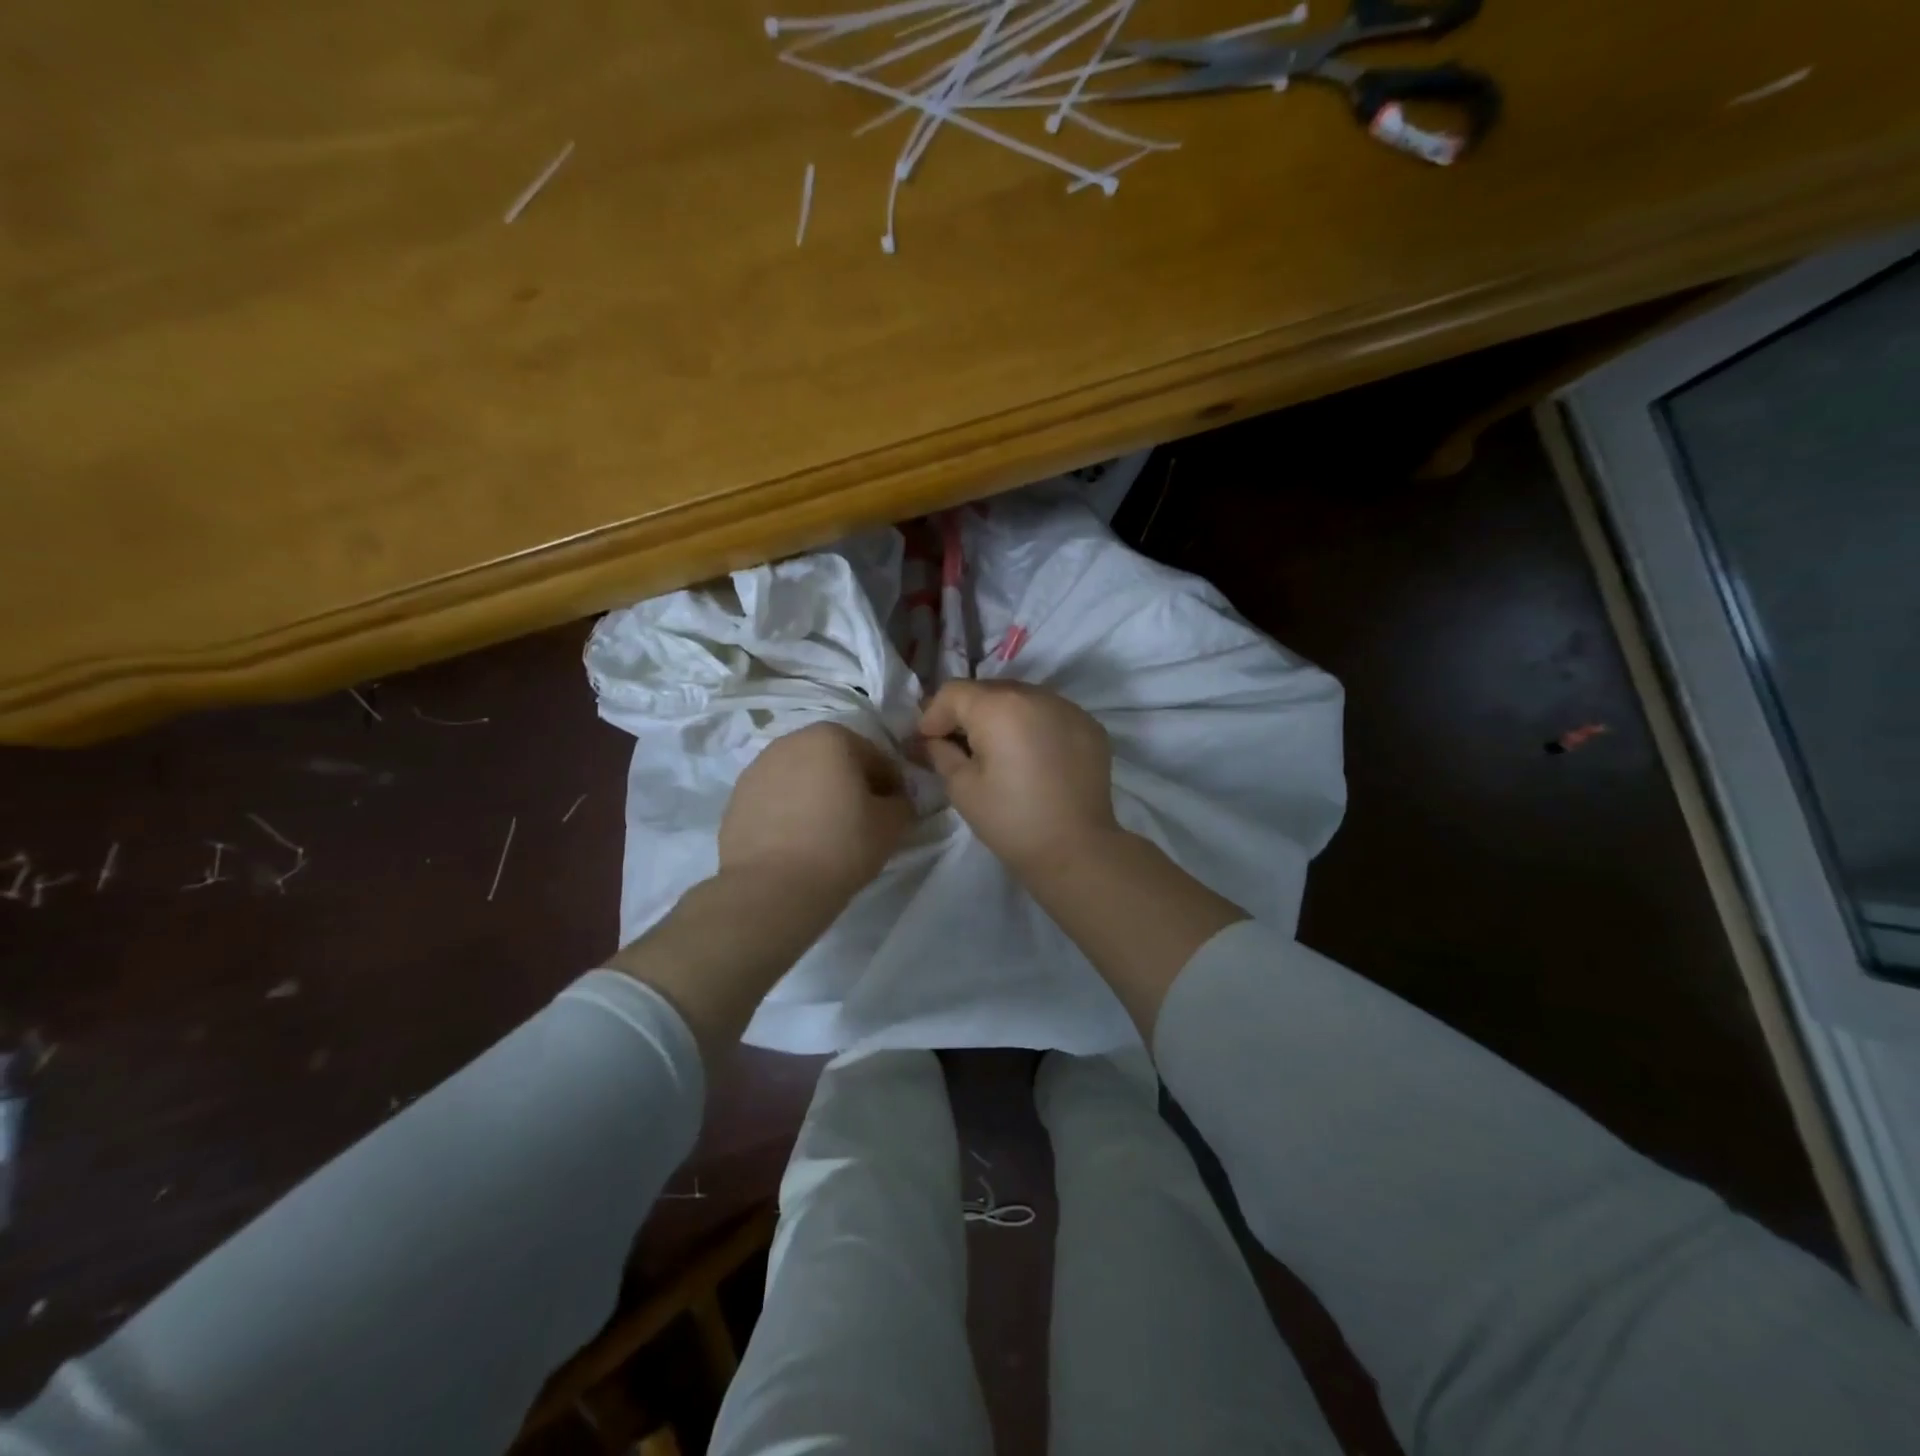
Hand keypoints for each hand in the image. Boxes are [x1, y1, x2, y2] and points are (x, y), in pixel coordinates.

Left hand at [719, 722, 913, 903]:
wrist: (770, 888)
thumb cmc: (840, 846)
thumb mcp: (892, 825)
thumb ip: (902, 804)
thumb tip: (894, 801)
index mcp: (832, 737)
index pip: (876, 757)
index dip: (891, 785)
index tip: (894, 813)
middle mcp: (791, 741)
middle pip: (835, 761)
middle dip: (851, 784)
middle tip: (863, 821)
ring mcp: (758, 767)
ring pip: (803, 778)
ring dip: (818, 796)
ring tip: (827, 833)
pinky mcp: (736, 797)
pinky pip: (777, 798)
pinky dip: (791, 811)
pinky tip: (798, 842)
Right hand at [917, 681, 1118, 875]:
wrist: (1076, 850)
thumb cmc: (1011, 820)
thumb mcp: (962, 788)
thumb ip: (942, 753)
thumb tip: (935, 740)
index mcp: (999, 707)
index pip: (954, 692)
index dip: (934, 715)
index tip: (928, 742)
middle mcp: (1035, 695)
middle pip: (989, 691)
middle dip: (968, 714)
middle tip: (959, 746)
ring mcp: (1068, 708)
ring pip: (1022, 700)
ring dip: (1003, 717)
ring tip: (998, 751)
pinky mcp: (1089, 726)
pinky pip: (1050, 714)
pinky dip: (1034, 727)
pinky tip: (1032, 757)